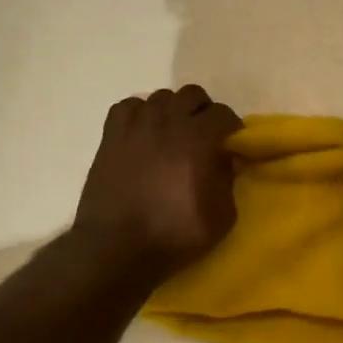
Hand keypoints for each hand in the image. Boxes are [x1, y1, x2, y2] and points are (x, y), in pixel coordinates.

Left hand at [73, 86, 242, 279]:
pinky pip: (128, 106)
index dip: (231, 126)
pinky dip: (139, 113)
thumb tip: (225, 161)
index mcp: (198, 138)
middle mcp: (168, 121)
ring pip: (160, 97)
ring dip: (172, 111)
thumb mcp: (221, 216)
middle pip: (192, 95)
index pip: (223, 113)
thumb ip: (228, 181)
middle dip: (203, 111)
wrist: (116, 248)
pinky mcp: (111, 136)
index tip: (231, 143)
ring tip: (172, 134)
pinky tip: (142, 132)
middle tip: (204, 135)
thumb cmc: (174, 235)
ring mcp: (136, 125)